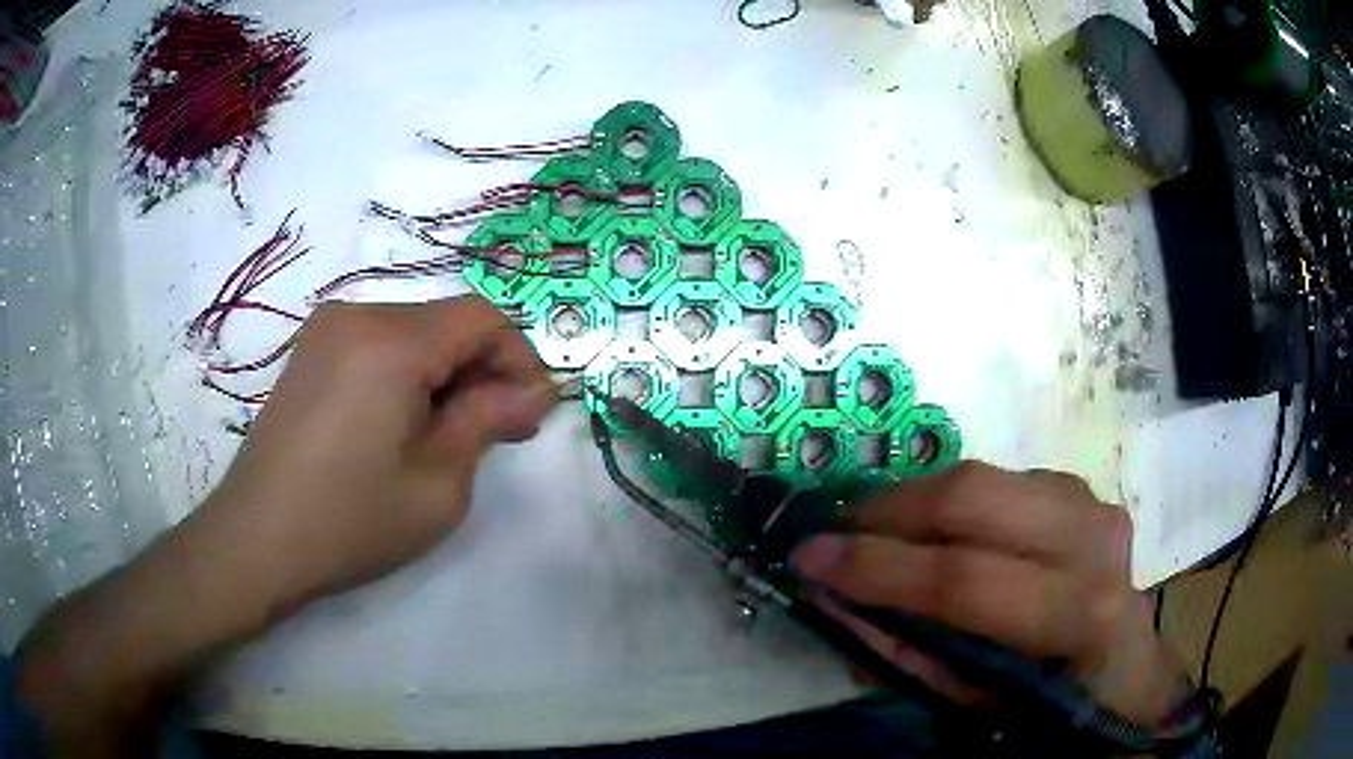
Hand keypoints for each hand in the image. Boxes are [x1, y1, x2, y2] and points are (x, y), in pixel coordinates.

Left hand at [200, 296, 556, 607]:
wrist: (256, 539)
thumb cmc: (350, 521)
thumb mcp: (437, 485)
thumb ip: (487, 422)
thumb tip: (530, 394)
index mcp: (391, 341)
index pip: (483, 318)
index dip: (520, 359)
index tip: (531, 413)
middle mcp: (357, 314)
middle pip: (446, 321)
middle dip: (482, 370)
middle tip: (498, 432)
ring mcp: (326, 329)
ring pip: (413, 331)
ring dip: (445, 373)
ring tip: (447, 435)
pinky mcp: (310, 351)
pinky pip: (378, 343)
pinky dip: (407, 373)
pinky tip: (400, 425)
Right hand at [791, 462, 1187, 728]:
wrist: (1124, 668)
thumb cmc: (1049, 702)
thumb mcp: (971, 702)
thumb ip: (902, 649)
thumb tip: (831, 597)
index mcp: (1076, 613)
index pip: (963, 578)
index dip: (876, 566)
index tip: (806, 557)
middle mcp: (1092, 538)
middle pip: (973, 499)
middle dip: (887, 511)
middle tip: (833, 530)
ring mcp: (1090, 500)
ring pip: (981, 476)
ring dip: (912, 500)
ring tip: (870, 529)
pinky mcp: (1079, 486)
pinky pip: (997, 479)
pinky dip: (949, 500)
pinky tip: (930, 529)